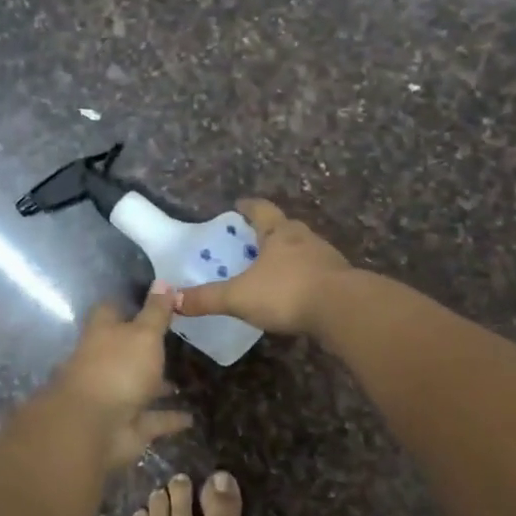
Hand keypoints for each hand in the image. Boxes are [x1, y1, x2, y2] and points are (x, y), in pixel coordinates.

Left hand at [52, 282, 192, 468]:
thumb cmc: (118, 369)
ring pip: (140, 385)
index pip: (112, 309)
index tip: (155, 299)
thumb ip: (155, 312)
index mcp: (102, 333)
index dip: (130, 302)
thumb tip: (163, 281)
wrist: (93, 429)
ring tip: (187, 378)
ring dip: (158, 384)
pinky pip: (152, 419)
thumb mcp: (144, 334)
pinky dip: (169, 418)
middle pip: (125, 349)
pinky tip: (191, 417)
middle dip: (146, 347)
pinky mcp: (127, 425)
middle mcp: (105, 362)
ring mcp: (115, 395)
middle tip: (178, 339)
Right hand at [175, 199, 353, 335]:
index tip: (239, 205)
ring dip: (289, 255)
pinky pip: (317, 273)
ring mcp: (327, 258)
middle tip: (253, 240)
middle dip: (269, 232)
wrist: (343, 310)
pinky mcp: (341, 280)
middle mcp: (304, 238)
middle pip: (285, 227)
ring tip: (273, 268)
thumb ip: (206, 298)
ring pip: (303, 250)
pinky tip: (296, 293)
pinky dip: (304, 278)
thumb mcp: (239, 297)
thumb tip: (171, 300)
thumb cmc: (287, 292)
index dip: (248, 206)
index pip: (261, 210)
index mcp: (279, 233)